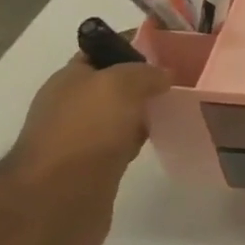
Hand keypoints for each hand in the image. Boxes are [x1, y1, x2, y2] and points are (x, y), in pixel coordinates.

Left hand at [0, 46, 175, 244]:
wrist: (57, 201)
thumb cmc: (85, 133)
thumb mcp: (119, 85)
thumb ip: (145, 72)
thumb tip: (164, 76)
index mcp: (70, 78)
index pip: (104, 49)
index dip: (135, 44)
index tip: (174, 46)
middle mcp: (73, 105)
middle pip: (116, 83)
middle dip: (146, 79)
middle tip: (186, 78)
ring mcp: (83, 138)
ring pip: (123, 114)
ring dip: (147, 111)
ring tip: (182, 107)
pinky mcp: (96, 168)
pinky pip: (125, 143)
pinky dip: (143, 139)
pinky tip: (163, 140)